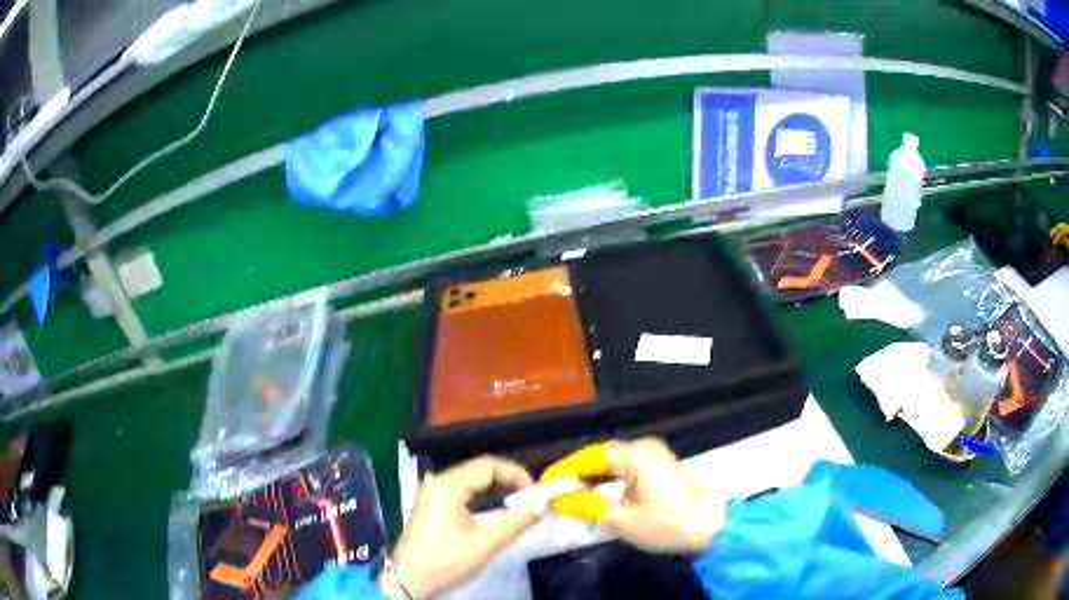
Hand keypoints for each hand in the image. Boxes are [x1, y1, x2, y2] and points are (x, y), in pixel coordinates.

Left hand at [378, 457, 539, 598]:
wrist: (408, 581)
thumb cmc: (445, 561)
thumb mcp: (484, 544)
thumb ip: (514, 522)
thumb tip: (542, 505)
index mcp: (448, 486)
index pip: (488, 465)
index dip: (515, 473)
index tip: (535, 492)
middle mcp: (438, 483)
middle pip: (479, 470)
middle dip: (508, 480)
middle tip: (531, 498)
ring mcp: (432, 495)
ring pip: (471, 482)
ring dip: (496, 489)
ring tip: (518, 505)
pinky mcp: (431, 507)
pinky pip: (462, 492)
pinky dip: (482, 497)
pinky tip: (494, 512)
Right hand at [551, 438, 724, 553]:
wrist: (712, 530)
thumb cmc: (666, 524)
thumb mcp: (621, 520)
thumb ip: (585, 506)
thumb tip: (557, 500)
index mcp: (636, 454)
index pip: (590, 457)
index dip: (565, 470)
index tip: (543, 485)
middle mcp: (646, 448)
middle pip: (602, 457)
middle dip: (577, 474)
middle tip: (554, 492)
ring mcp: (656, 457)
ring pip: (614, 463)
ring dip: (592, 478)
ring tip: (570, 495)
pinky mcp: (661, 469)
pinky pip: (627, 470)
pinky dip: (609, 481)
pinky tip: (597, 495)